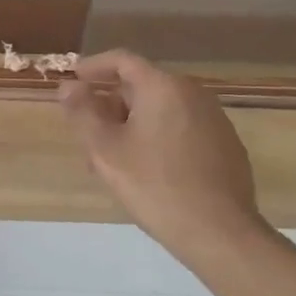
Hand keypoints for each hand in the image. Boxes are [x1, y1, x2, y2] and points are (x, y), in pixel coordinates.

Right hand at [58, 49, 266, 264]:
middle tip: (88, 132)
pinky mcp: (227, 146)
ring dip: (132, 124)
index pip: (122, 60)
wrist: (221, 235)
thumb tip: (68, 86)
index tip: (74, 79)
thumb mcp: (105, 149)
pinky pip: (182, 128)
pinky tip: (147, 170)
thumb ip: (82, 112)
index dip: (94, 66)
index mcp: (163, 86)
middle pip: (142, 86)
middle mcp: (193, 93)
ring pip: (161, 110)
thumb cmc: (155, 185)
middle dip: (110, 104)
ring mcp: (214, 120)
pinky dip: (158, 137)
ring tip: (113, 158)